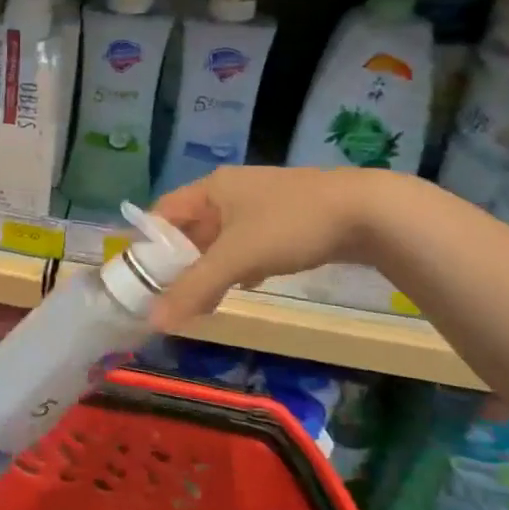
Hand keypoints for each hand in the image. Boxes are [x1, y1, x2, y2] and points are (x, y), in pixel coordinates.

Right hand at [148, 165, 393, 327]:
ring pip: (222, 238)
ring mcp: (261, 204)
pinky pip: (250, 243)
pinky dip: (241, 264)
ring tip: (202, 299)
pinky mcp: (287, 219)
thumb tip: (154, 321)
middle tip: (170, 295)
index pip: (164, 211)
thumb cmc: (291, 225)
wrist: (368, 212)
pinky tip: (246, 285)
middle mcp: (232, 190)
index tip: (140, 276)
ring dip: (211, 266)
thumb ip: (196, 288)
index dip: (149, 241)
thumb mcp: (238, 258)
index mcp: (212, 188)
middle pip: (192, 227)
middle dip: (181, 260)